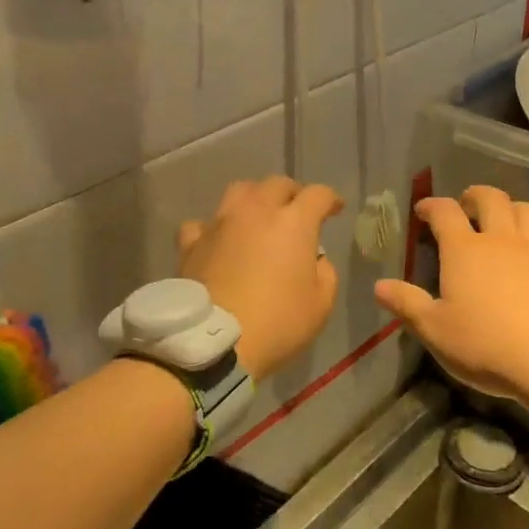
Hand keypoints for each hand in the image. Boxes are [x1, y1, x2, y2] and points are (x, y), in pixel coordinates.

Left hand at [178, 177, 343, 381]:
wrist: (214, 343)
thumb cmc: (277, 323)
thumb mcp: (321, 305)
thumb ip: (325, 273)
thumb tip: (314, 259)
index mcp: (293, 223)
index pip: (318, 195)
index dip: (330, 199)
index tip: (335, 209)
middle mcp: (256, 212)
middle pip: (277, 184)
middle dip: (292, 194)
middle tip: (297, 212)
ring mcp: (220, 224)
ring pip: (239, 191)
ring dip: (254, 198)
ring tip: (257, 216)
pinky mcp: (192, 243)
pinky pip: (202, 224)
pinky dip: (212, 229)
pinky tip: (216, 241)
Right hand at [374, 186, 528, 412]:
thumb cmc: (486, 346)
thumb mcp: (435, 331)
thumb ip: (407, 303)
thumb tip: (379, 285)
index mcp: (465, 250)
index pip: (444, 211)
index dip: (432, 205)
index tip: (423, 210)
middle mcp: (502, 239)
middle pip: (491, 198)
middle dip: (475, 196)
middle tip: (467, 207)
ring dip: (514, 210)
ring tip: (506, 223)